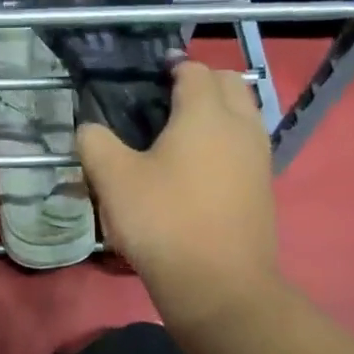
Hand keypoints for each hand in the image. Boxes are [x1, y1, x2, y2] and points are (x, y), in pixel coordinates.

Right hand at [76, 60, 280, 326]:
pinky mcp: (263, 186)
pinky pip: (246, 144)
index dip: (171, 68)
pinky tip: (197, 167)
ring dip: (217, 111)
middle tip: (164, 101)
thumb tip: (89, 129)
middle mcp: (240, 126)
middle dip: (200, 82)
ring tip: (179, 134)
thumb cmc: (163, 221)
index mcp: (205, 114)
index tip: (147, 79)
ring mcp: (259, 157)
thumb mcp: (113, 179)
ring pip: (243, 114)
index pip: (194, 70)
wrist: (218, 285)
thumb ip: (95, 143)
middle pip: (228, 83)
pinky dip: (226, 140)